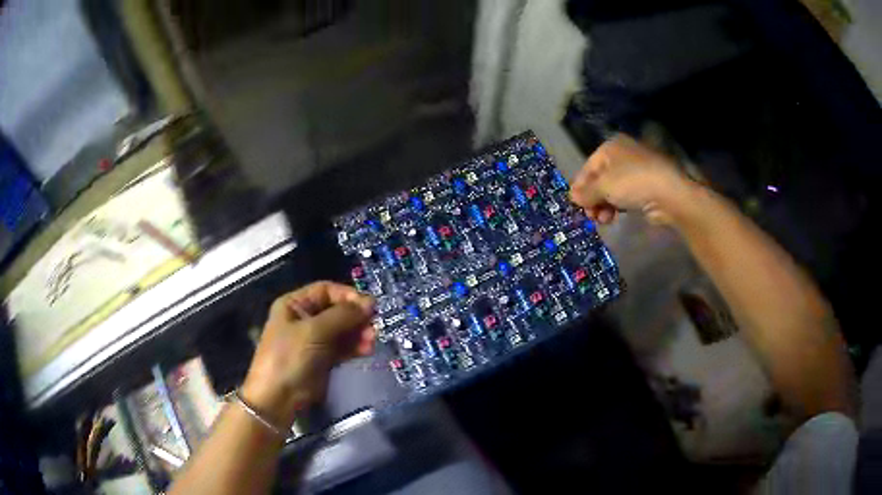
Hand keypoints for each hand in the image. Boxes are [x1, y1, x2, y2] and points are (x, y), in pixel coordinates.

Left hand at [241, 281, 374, 427]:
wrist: (278, 398)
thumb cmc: (290, 357)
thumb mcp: (313, 331)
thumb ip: (343, 315)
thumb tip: (370, 301)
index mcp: (295, 304)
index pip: (326, 290)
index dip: (347, 295)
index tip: (369, 305)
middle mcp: (305, 319)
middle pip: (337, 310)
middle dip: (356, 317)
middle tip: (373, 327)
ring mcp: (314, 340)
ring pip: (343, 330)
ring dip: (358, 333)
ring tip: (372, 341)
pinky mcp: (323, 359)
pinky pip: (343, 347)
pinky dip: (355, 347)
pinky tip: (367, 350)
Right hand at [570, 134, 692, 225]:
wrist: (669, 194)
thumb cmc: (632, 182)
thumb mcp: (604, 186)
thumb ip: (586, 192)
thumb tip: (572, 197)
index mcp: (611, 147)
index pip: (588, 167)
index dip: (580, 187)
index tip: (575, 205)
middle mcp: (622, 155)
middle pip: (599, 179)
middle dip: (593, 199)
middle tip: (590, 216)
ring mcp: (635, 171)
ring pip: (611, 190)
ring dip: (604, 205)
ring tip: (603, 219)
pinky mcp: (645, 187)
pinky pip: (624, 196)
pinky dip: (617, 206)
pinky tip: (614, 217)